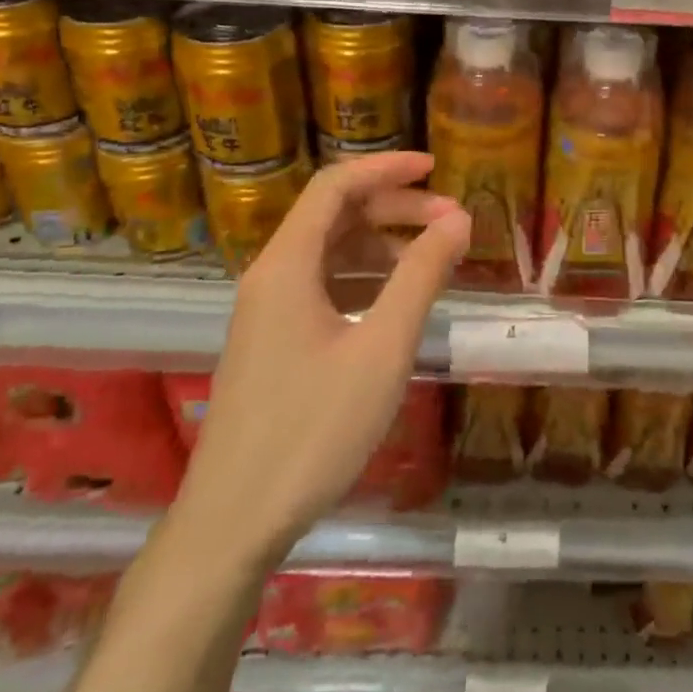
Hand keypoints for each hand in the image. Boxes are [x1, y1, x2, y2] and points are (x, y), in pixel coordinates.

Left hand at [176, 152, 470, 567]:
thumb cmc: (312, 430)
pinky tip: (397, 300)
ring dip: (383, 244)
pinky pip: (323, 286)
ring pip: (330, 252)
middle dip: (395, 208)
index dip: (386, 168)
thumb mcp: (382, 349)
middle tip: (452, 223)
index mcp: (287, 265)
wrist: (233, 523)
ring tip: (434, 260)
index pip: (335, 186)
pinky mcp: (273, 341)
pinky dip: (365, 278)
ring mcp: (268, 310)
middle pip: (335, 215)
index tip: (435, 168)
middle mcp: (272, 275)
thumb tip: (459, 220)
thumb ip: (421, 277)